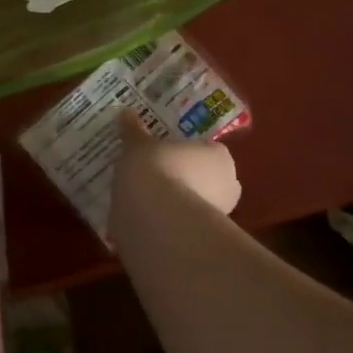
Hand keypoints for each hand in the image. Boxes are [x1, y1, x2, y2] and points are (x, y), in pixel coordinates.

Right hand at [112, 109, 241, 216]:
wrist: (155, 216)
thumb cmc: (154, 167)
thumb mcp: (137, 144)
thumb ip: (133, 130)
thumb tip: (124, 112)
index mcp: (219, 156)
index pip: (208, 151)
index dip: (186, 154)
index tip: (164, 155)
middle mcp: (228, 185)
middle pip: (206, 180)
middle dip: (186, 180)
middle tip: (156, 177)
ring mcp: (218, 216)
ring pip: (196, 205)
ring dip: (178, 205)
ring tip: (147, 202)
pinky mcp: (203, 240)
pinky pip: (184, 227)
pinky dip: (169, 225)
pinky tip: (146, 222)